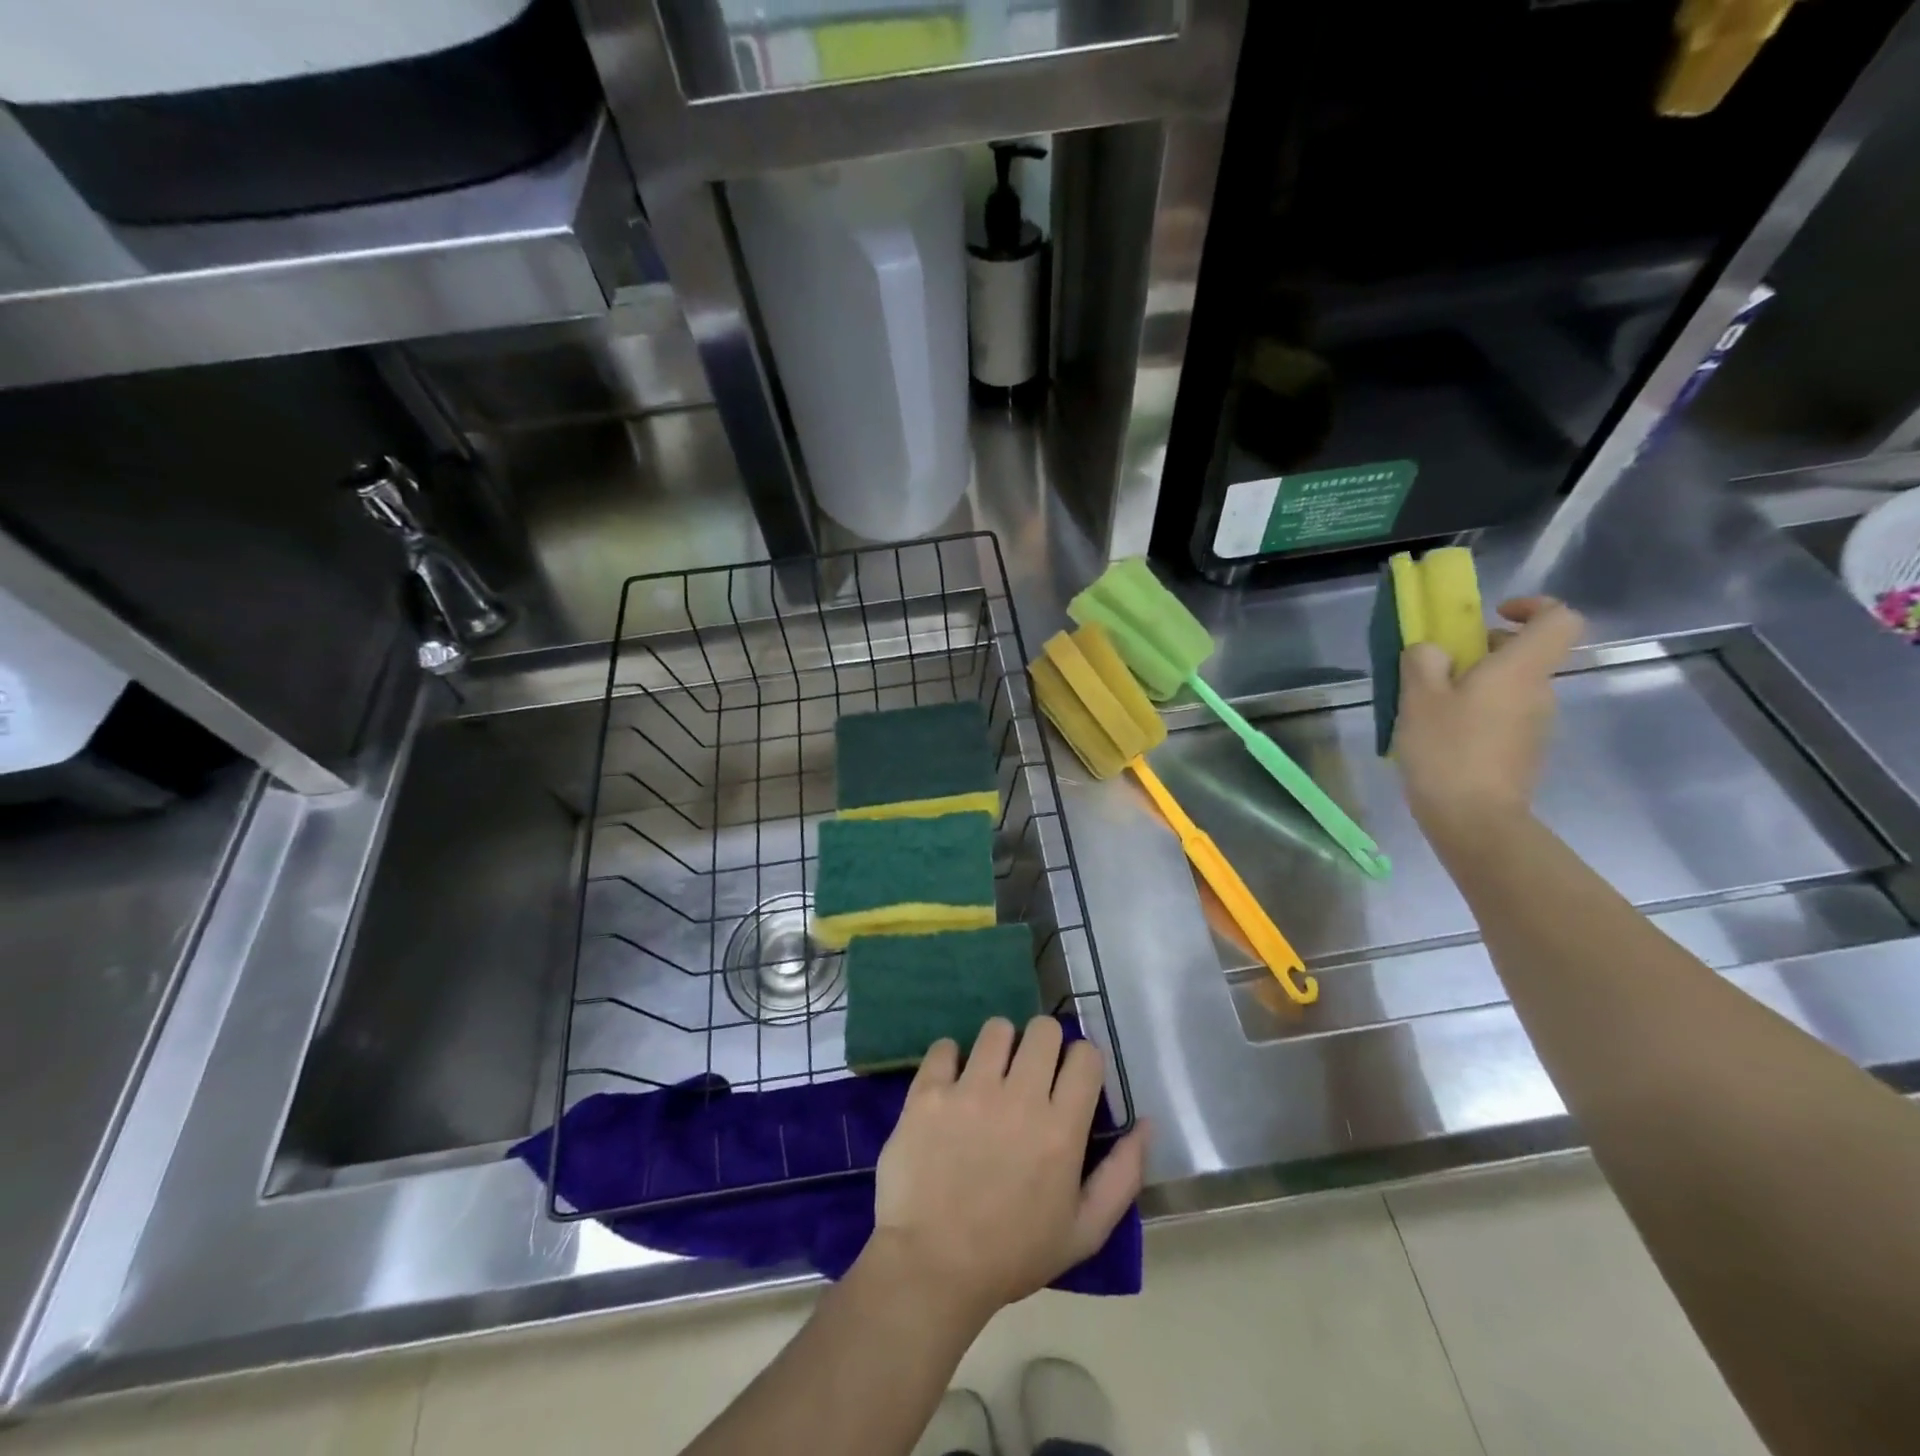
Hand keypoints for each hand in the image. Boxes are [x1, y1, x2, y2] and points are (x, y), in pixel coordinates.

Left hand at [867, 1017, 1147, 1324]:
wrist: (933, 1268)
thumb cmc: (1014, 1254)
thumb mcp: (1085, 1231)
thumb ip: (1123, 1174)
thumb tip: (1146, 1123)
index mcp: (1061, 1129)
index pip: (1086, 1055)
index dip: (1082, 1061)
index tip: (1070, 1080)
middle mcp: (1019, 1097)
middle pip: (1043, 1029)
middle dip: (1044, 1045)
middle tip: (1031, 1074)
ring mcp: (970, 1091)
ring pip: (996, 1028)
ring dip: (999, 1047)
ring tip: (991, 1076)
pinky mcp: (929, 1093)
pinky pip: (945, 1046)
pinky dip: (950, 1059)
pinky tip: (951, 1086)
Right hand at [1394, 596, 1583, 844]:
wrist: (1474, 819)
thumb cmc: (1447, 750)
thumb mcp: (1419, 698)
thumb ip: (1423, 661)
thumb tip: (1432, 649)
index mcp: (1520, 669)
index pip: (1559, 619)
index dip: (1533, 606)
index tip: (1494, 614)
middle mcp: (1538, 691)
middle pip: (1525, 653)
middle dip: (1482, 650)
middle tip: (1436, 666)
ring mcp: (1535, 724)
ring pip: (1510, 685)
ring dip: (1474, 684)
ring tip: (1428, 705)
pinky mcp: (1523, 750)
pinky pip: (1503, 714)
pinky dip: (1476, 712)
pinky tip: (1440, 734)